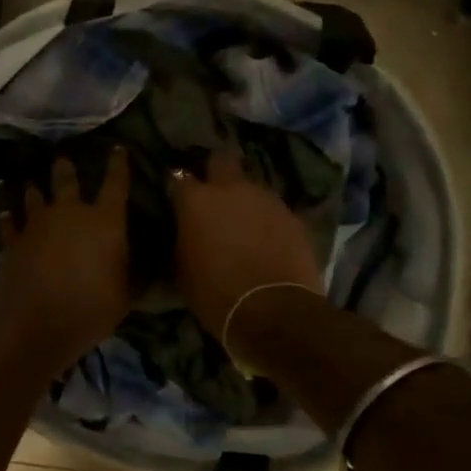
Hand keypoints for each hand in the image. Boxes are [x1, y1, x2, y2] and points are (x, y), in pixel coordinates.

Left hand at [0, 149, 132, 361]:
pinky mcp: (13, 240)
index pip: (116, 184)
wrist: (35, 321)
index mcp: (105, 221)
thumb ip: (133, 276)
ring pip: (34, 196)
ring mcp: (37, 224)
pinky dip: (9, 219)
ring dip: (34, 190)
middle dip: (65, 168)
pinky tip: (6, 216)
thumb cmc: (90, 308)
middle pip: (66, 180)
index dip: (118, 165)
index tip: (117, 148)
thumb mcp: (124, 297)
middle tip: (62, 159)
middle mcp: (70, 213)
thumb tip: (148, 266)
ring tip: (32, 185)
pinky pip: (9, 223)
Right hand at [167, 148, 321, 336]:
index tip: (177, 195)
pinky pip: (273, 209)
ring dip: (244, 197)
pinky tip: (266, 238)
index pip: (178, 176)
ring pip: (251, 185)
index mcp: (196, 200)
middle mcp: (231, 189)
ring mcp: (266, 199)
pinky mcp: (293, 216)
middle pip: (222, 159)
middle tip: (213, 191)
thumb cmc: (214, 294)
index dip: (178, 185)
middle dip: (216, 169)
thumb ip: (183, 238)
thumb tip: (186, 230)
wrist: (272, 311)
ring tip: (243, 220)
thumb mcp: (182, 268)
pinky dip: (267, 219)